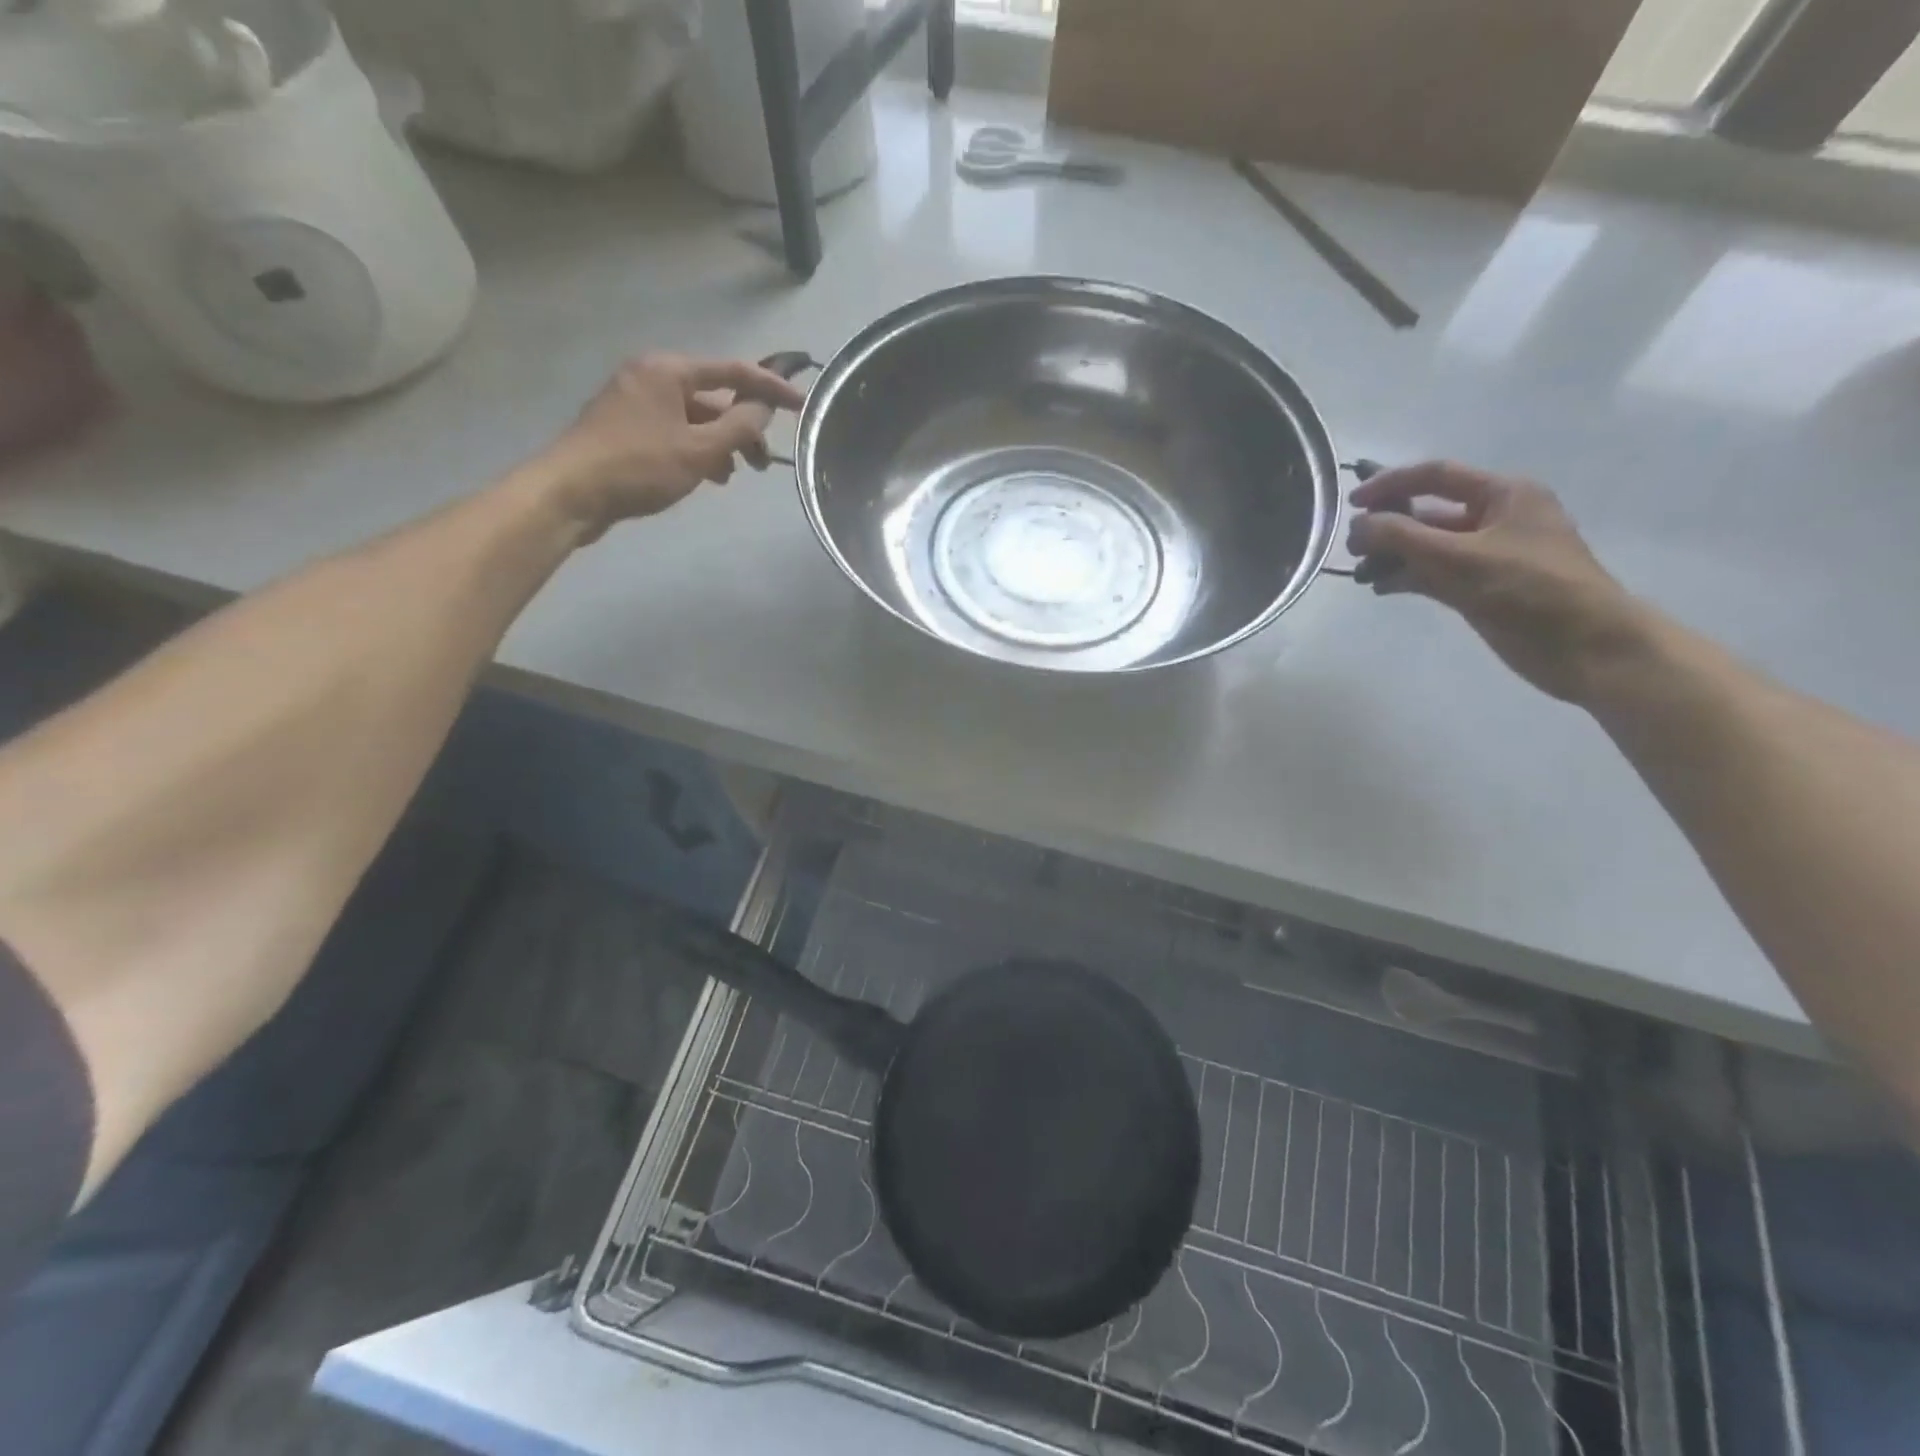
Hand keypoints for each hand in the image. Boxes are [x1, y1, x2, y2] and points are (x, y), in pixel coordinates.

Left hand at [531, 353, 804, 537]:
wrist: (572, 493)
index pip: (733, 371)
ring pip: (694, 419)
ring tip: (732, 475)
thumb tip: (764, 408)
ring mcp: (635, 402)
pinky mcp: (626, 429)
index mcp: (668, 370)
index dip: (771, 388)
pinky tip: (706, 476)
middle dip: (742, 428)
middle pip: (713, 397)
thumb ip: (739, 427)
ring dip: (720, 444)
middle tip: (762, 462)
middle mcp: (651, 377)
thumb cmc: (639, 466)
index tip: (801, 405)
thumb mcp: (699, 449)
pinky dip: (696, 450)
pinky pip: (675, 432)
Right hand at [1347, 461, 1648, 702]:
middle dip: (1388, 527)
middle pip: (1428, 512)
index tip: (1351, 503)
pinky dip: (1407, 578)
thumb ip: (1404, 538)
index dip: (1391, 484)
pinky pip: (1434, 573)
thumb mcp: (1461, 558)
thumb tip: (1358, 525)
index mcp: (1504, 495)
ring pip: (1427, 546)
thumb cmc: (1530, 591)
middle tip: (1354, 549)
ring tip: (1363, 574)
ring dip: (1393, 556)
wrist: (1585, 647)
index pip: (1436, 476)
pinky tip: (1382, 588)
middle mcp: (1495, 518)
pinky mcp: (1480, 587)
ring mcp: (1487, 555)